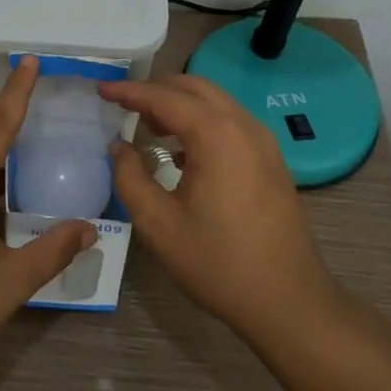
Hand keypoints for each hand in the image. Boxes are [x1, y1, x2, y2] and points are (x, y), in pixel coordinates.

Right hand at [99, 74, 344, 349]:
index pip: (164, 97)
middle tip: (123, 106)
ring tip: (148, 125)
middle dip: (156, 90)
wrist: (288, 302)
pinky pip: (230, 122)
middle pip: (194, 88)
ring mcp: (263, 142)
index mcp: (216, 135)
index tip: (102, 90)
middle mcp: (244, 126)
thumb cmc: (218, 263)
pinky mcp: (271, 160)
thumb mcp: (158, 225)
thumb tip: (119, 147)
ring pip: (215, 102)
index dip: (129, 91)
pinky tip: (181, 151)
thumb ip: (130, 178)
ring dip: (179, 104)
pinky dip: (201, 121)